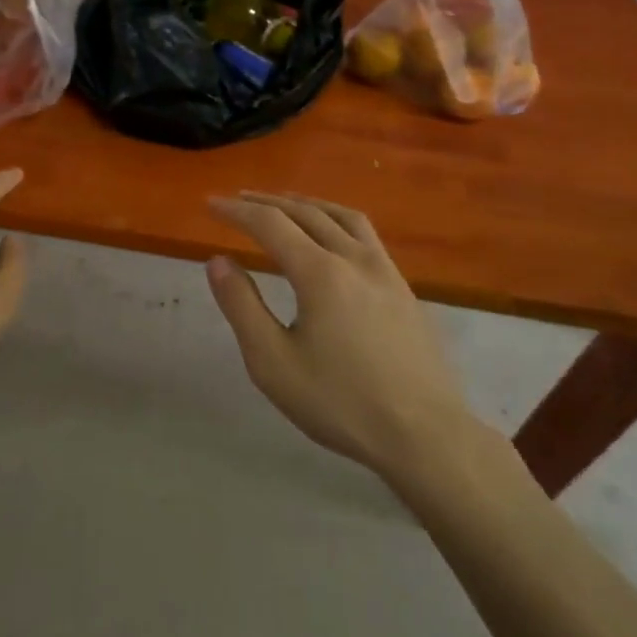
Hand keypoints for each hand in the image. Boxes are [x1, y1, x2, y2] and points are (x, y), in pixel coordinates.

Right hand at [205, 191, 477, 476]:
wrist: (426, 436)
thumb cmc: (341, 403)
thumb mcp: (273, 362)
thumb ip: (242, 306)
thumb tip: (218, 261)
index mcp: (320, 273)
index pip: (270, 224)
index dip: (237, 210)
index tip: (211, 204)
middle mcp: (354, 259)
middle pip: (306, 212)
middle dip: (267, 202)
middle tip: (238, 199)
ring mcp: (385, 271)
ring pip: (342, 216)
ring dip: (306, 203)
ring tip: (284, 204)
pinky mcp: (404, 289)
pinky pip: (365, 234)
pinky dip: (336, 219)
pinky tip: (332, 237)